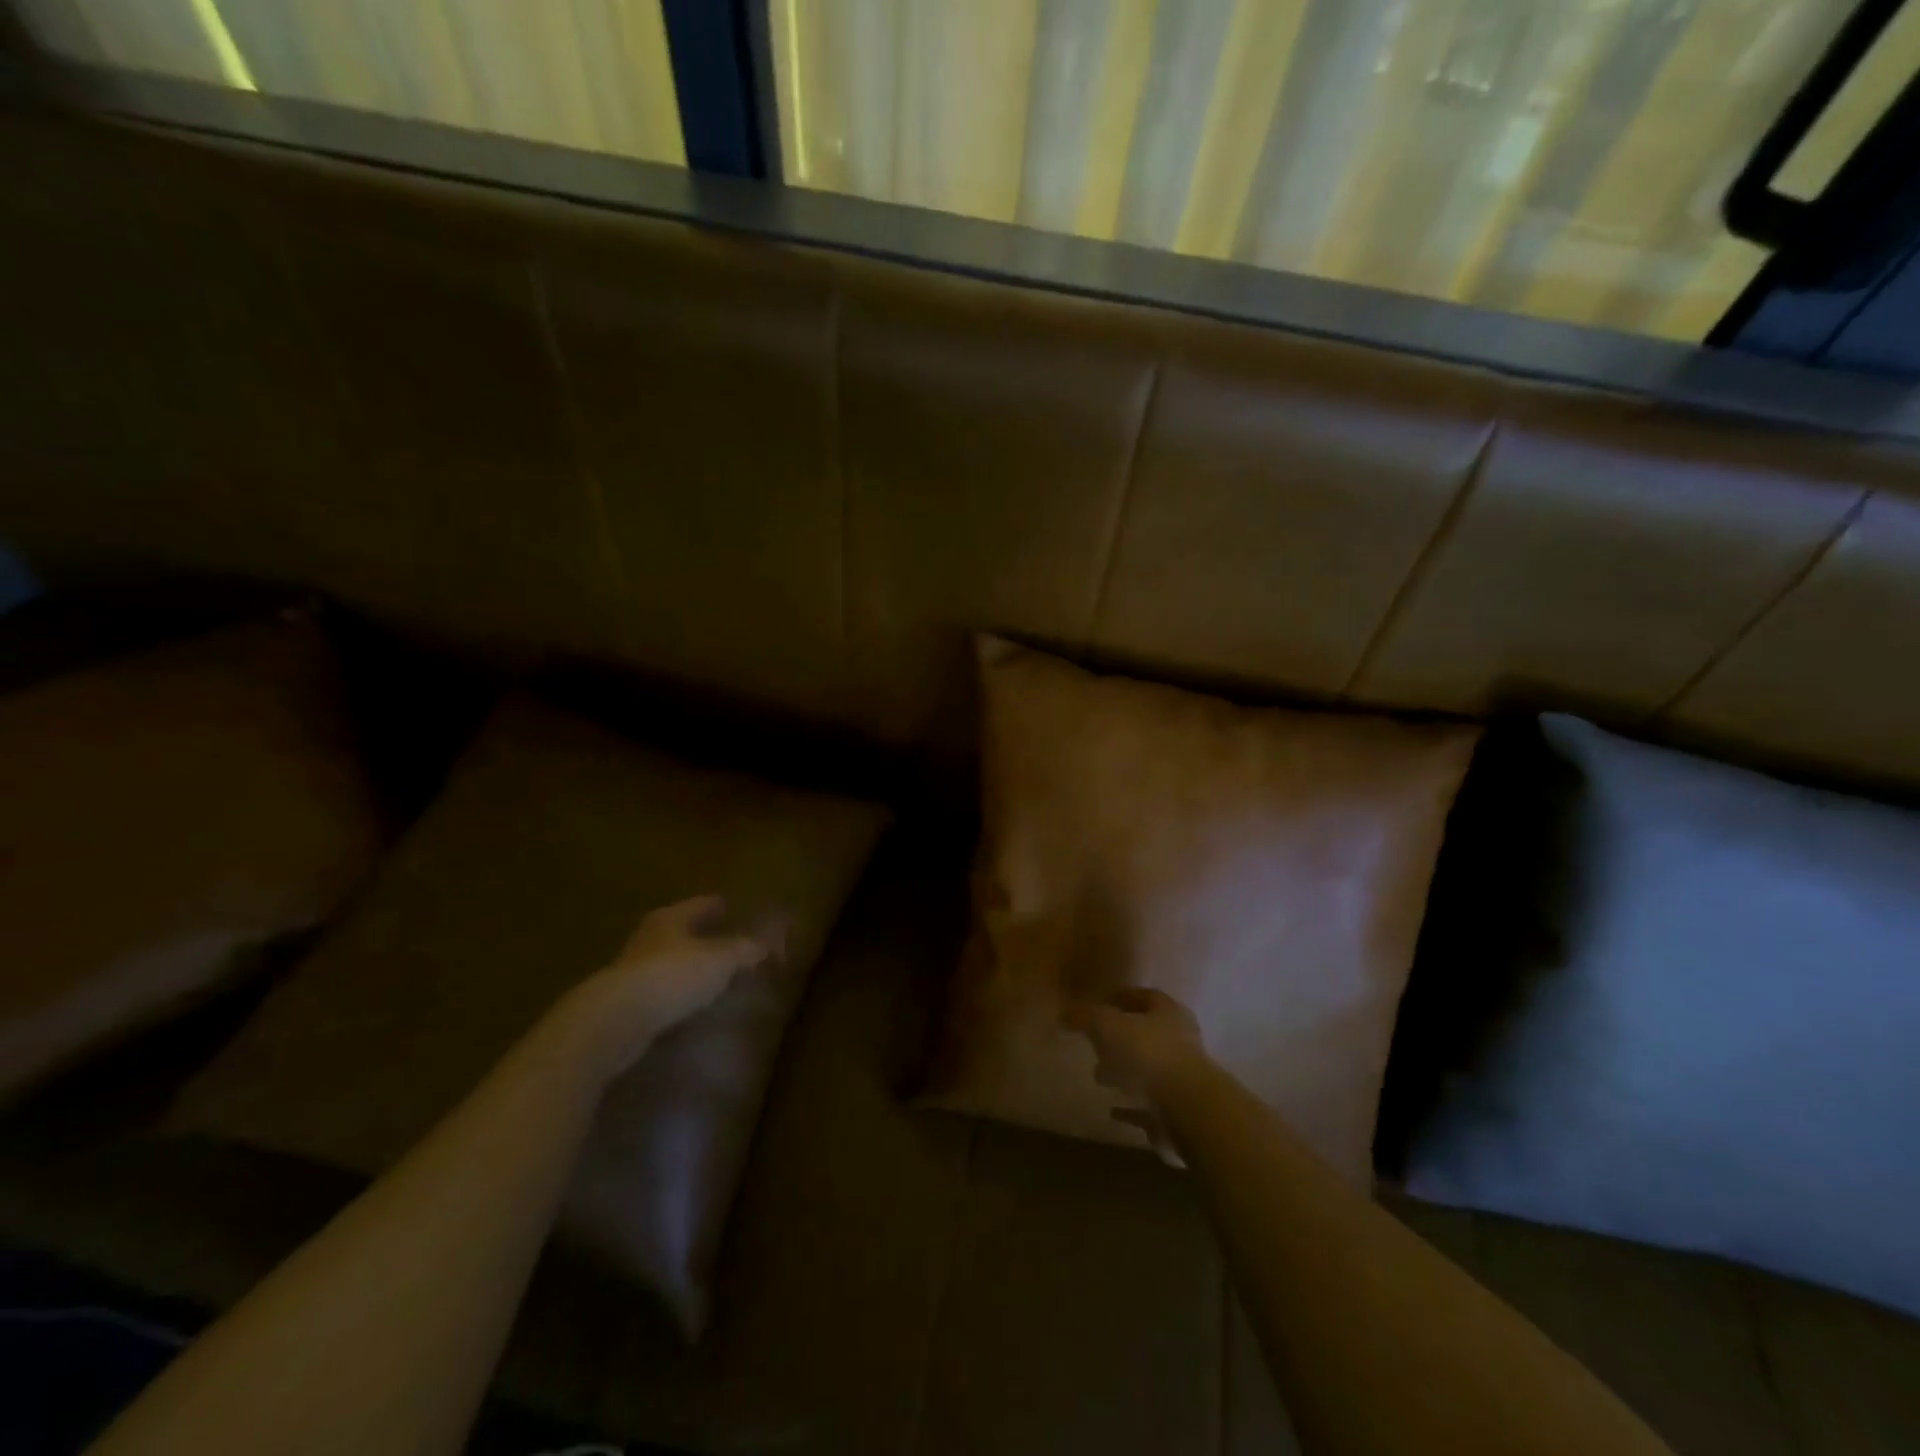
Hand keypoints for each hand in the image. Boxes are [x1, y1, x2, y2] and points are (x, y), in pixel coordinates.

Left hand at [560, 895, 785, 1071]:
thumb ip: (747, 950)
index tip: (729, 904)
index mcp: (670, 919)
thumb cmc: (672, 976)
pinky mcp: (626, 1004)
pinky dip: (678, 994)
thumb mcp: (721, 959)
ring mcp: (633, 972)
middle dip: (701, 935)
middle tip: (726, 940)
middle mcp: (649, 939)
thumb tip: (770, 943)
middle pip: (681, 931)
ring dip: (689, 967)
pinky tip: (692, 1004)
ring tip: (714, 976)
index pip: (699, 904)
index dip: (716, 905)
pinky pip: (662, 992)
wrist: (615, 1021)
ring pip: (669, 962)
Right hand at [1063, 988, 1206, 1157]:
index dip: (1122, 998)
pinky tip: (1114, 1112)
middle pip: (1149, 1035)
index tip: (1099, 1005)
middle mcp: (1182, 1042)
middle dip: (1122, 1039)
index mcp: (1169, 1013)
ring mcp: (1184, 1078)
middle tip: (1096, 1045)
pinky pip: (1151, 1105)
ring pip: (1151, 1070)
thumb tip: (1065, 1015)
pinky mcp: (1181, 1112)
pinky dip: (1132, 1107)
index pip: (1146, 997)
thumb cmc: (1147, 1055)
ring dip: (1127, 1073)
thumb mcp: (1106, 1026)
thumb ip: (1085, 1017)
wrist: (1188, 1109)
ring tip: (1100, 1077)